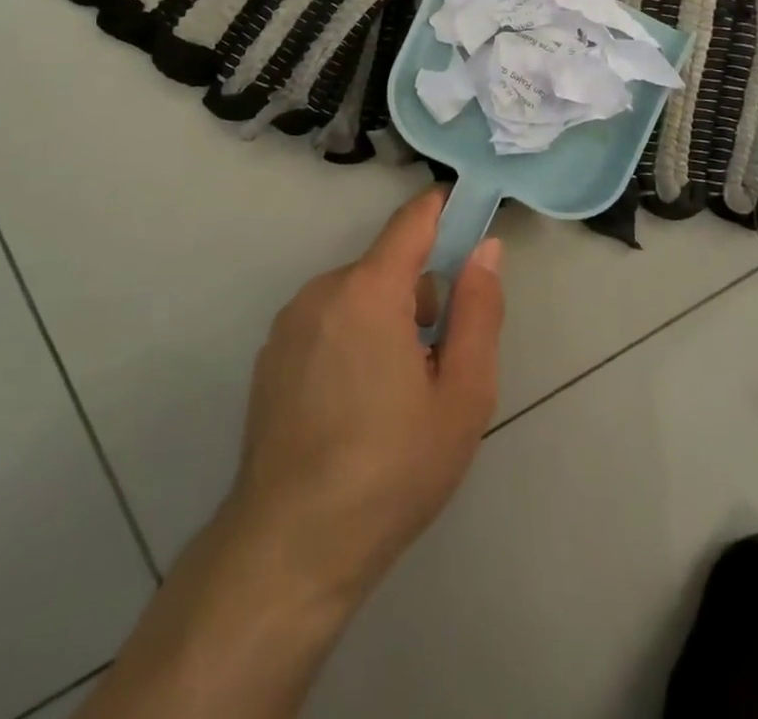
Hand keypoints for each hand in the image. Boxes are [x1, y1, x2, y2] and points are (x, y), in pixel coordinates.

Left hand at [225, 188, 504, 605]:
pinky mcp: (272, 354)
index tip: (474, 222)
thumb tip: (485, 249)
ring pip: (359, 296)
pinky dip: (352, 339)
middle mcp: (322, 290)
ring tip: (395, 395)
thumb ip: (479, 311)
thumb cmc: (391, 470)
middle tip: (438, 362)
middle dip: (422, 294)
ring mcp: (290, 322)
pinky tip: (354, 407)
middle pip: (388, 266)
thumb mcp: (462, 395)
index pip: (413, 220)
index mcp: (369, 291)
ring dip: (387, 320)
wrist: (290, 548)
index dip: (446, 210)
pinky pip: (329, 321)